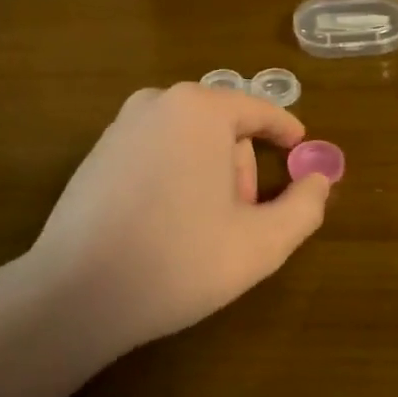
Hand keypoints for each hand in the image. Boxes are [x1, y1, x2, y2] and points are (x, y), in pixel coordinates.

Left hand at [0, 83, 332, 396]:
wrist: (77, 293)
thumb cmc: (180, 260)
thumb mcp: (262, 242)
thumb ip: (305, 207)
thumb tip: (320, 180)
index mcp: (200, 109)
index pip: (259, 110)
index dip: (286, 131)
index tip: (302, 150)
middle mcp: (157, 103)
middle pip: (223, 128)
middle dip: (242, 167)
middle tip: (244, 219)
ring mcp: (120, 127)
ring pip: (188, 142)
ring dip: (208, 175)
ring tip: (205, 229)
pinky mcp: (95, 155)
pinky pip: (155, 154)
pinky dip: (174, 179)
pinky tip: (166, 227)